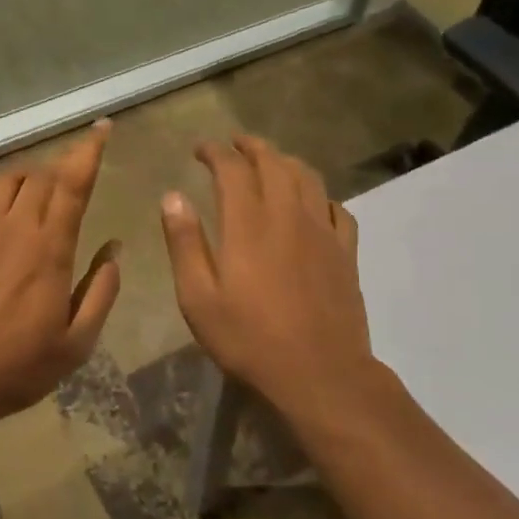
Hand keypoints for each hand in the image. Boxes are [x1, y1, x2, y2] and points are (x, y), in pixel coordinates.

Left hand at [0, 120, 121, 424]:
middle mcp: (12, 229)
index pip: (73, 184)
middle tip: (77, 170)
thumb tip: (114, 249)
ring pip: (7, 183)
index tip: (101, 126)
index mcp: (49, 249)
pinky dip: (3, 207)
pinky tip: (4, 236)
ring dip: (31, 178)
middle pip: (40, 175)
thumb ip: (101, 290)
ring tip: (42, 193)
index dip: (89, 151)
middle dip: (63, 164)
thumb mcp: (76, 342)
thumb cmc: (16, 368)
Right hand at [160, 136, 379, 422]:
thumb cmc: (250, 339)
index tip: (200, 149)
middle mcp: (289, 215)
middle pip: (274, 163)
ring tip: (271, 161)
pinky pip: (337, 209)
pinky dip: (320, 195)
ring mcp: (323, 232)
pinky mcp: (346, 252)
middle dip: (252, 146)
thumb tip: (172, 196)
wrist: (319, 373)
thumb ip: (185, 243)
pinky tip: (313, 203)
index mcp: (249, 224)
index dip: (215, 152)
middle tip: (235, 144)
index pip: (232, 169)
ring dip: (286, 161)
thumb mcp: (199, 298)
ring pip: (308, 178)